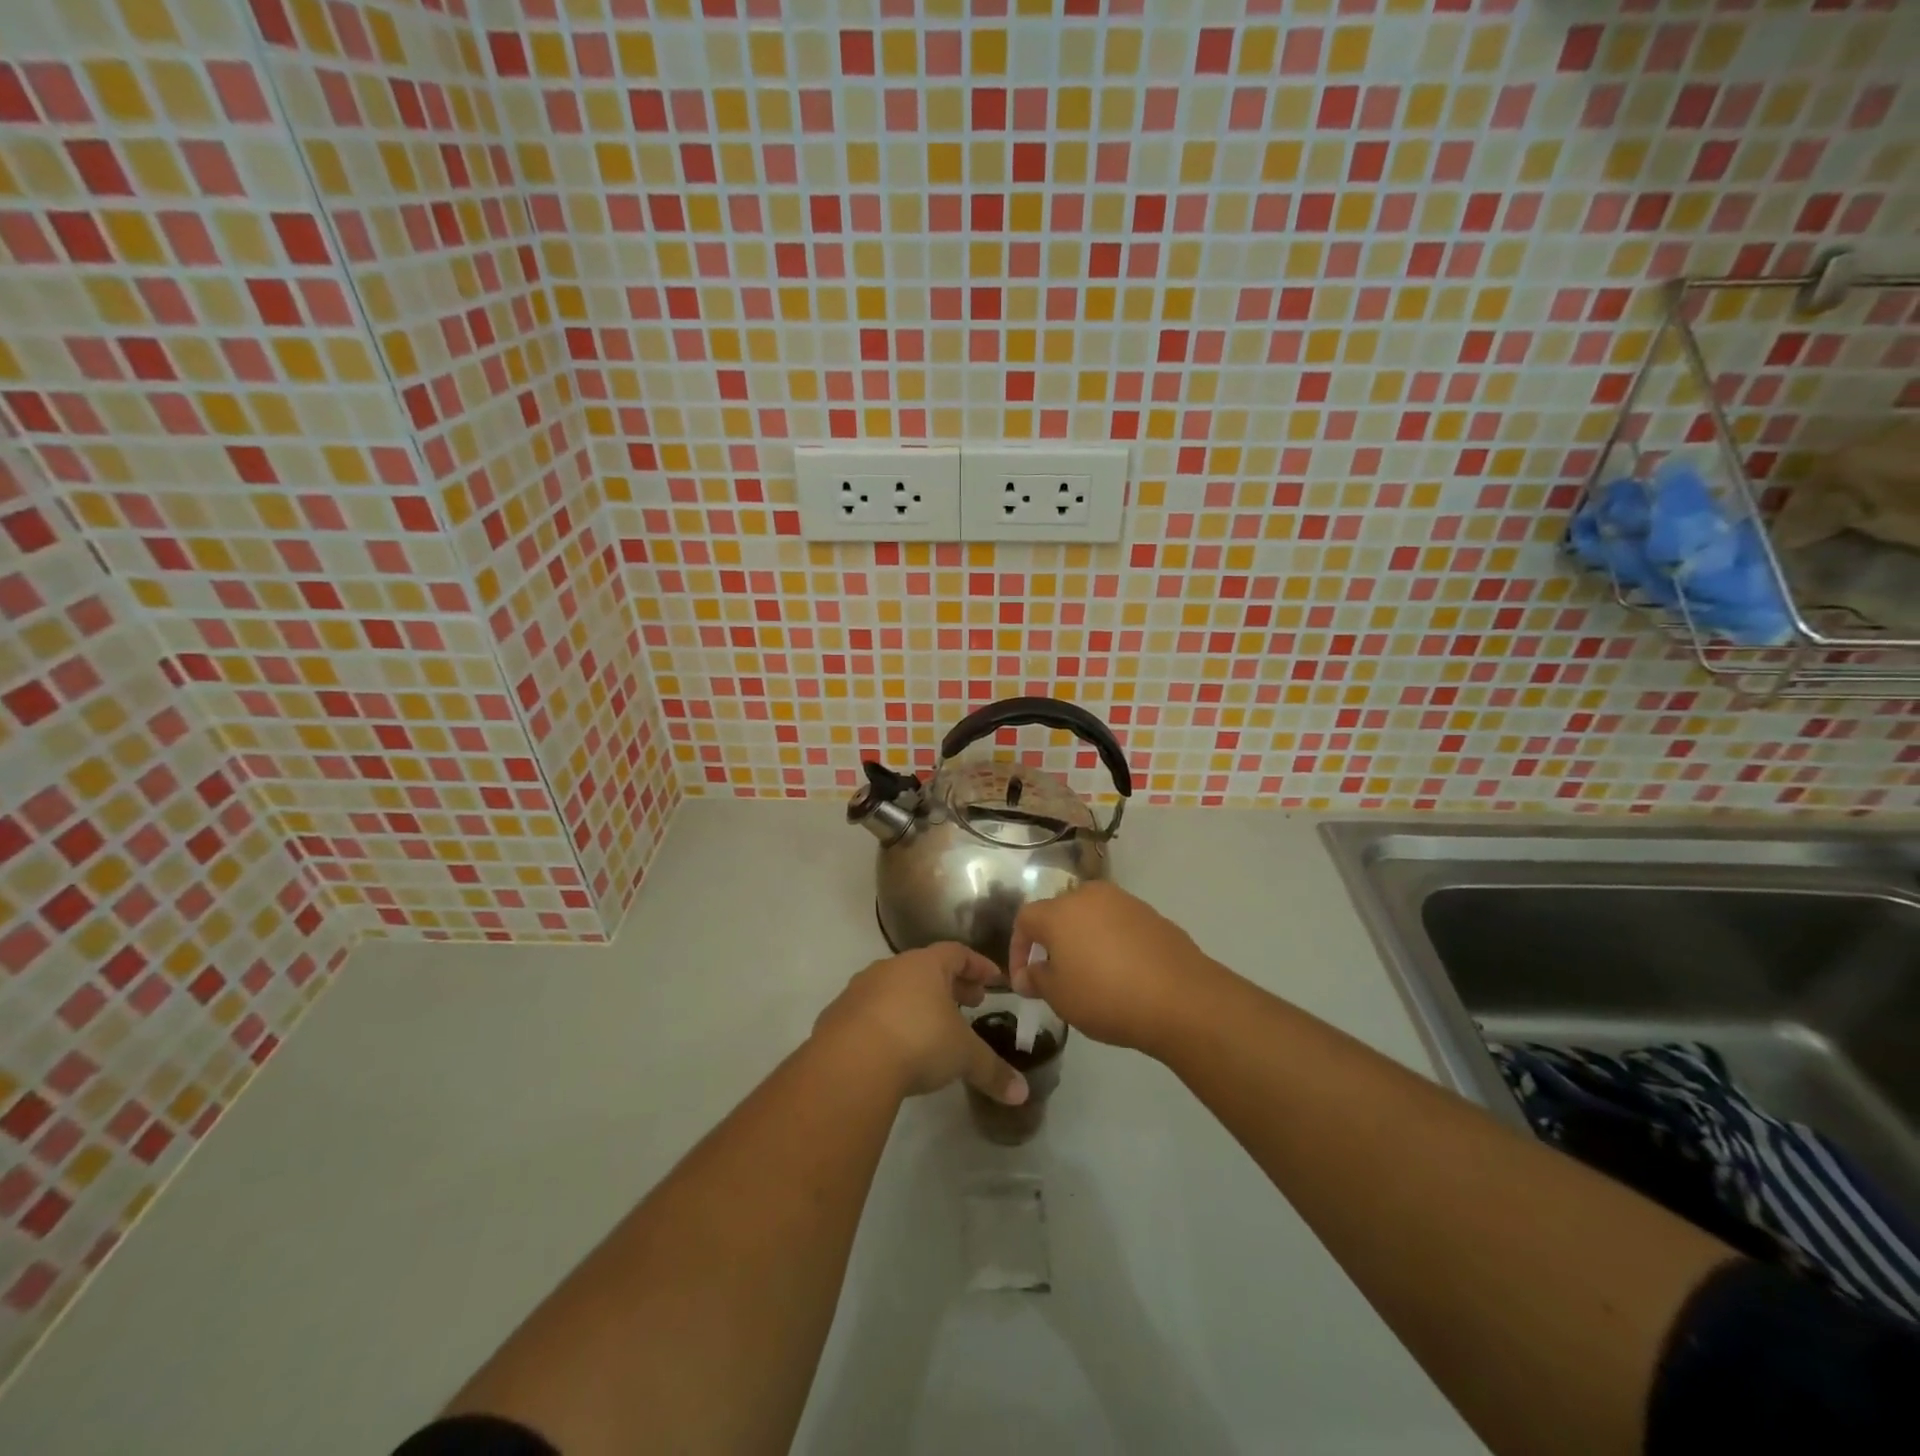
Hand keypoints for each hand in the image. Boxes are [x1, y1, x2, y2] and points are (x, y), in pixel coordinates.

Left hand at [813, 944, 1028, 1104]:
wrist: (850, 1063)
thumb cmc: (918, 1042)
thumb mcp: (963, 1057)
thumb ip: (993, 1071)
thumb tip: (1022, 1094)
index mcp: (925, 965)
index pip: (957, 953)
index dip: (978, 966)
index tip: (993, 980)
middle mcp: (891, 968)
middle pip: (925, 969)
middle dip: (950, 985)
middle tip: (969, 1003)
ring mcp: (860, 990)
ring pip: (895, 988)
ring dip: (915, 1002)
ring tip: (931, 1027)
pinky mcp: (836, 1016)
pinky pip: (869, 1013)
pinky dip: (886, 1023)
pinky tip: (893, 1047)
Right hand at [1008, 882, 1221, 1057]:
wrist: (1181, 998)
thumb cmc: (1107, 997)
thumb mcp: (1060, 997)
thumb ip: (1037, 979)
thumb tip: (1030, 973)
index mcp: (1060, 911)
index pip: (1025, 919)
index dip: (1018, 949)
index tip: (1025, 981)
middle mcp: (1089, 896)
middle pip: (1059, 913)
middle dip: (1052, 942)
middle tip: (1056, 976)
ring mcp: (1125, 902)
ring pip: (1091, 917)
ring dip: (1083, 940)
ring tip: (1090, 975)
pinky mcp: (1152, 915)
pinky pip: (1119, 925)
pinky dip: (1112, 943)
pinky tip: (1122, 974)